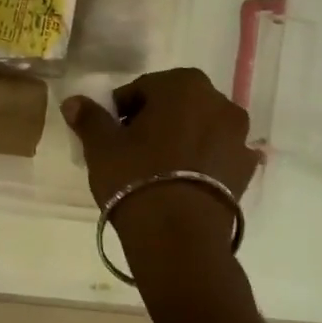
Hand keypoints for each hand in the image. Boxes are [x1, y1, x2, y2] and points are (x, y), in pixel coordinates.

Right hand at [62, 69, 259, 278]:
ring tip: (159, 168)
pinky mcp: (247, 170)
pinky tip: (183, 182)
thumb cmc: (136, 178)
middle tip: (133, 148)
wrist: (179, 237)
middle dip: (156, 119)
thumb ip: (89, 117)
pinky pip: (217, 154)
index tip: (112, 132)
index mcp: (183, 85)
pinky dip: (202, 161)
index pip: (143, 88)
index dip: (123, 109)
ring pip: (200, 128)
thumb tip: (74, 101)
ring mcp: (239, 137)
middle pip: (177, 104)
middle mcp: (218, 102)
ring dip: (181, 138)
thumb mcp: (101, 146)